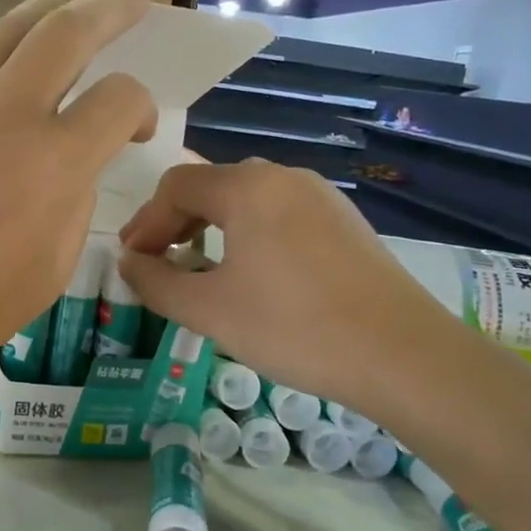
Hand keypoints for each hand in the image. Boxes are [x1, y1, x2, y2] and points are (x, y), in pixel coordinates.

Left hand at [0, 0, 156, 399]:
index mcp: (52, 164)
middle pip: (67, 31)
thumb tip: (72, 169)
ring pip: (11, 27)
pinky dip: (3, 41)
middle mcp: (5, 114)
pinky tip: (14, 47)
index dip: (142, 106)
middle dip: (110, 8)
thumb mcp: (48, 272)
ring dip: (55, 3)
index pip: (119, 99)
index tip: (137, 129)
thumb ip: (73, 207)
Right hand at [117, 160, 453, 410]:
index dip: (145, 222)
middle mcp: (282, 176)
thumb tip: (128, 263)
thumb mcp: (209, 311)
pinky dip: (249, 233)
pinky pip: (279, 213)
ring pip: (247, 199)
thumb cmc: (293, 327)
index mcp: (246, 187)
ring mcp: (319, 195)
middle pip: (211, 186)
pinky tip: (252, 273)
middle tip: (158, 263)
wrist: (401, 353)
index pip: (175, 186)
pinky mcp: (344, 220)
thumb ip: (156, 282)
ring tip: (200, 269)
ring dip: (212, 227)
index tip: (131, 260)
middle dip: (176, 222)